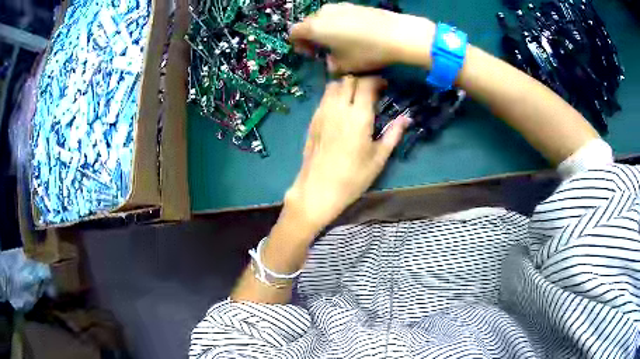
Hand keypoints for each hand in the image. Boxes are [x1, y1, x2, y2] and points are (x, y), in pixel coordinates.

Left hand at [284, 76, 409, 231]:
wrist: (318, 189)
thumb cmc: (353, 177)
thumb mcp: (378, 158)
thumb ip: (393, 134)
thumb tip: (407, 118)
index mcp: (359, 116)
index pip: (366, 84)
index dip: (376, 80)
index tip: (384, 86)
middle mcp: (339, 108)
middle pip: (349, 79)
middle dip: (362, 80)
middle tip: (371, 92)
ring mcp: (323, 112)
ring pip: (333, 85)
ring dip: (346, 85)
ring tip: (355, 97)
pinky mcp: (313, 120)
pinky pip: (323, 97)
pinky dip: (334, 94)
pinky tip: (340, 108)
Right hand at [290, 3, 434, 72]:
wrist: (397, 34)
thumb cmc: (366, 52)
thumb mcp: (345, 66)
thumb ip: (331, 65)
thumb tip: (331, 62)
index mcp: (314, 28)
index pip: (294, 33)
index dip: (298, 45)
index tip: (311, 54)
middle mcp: (322, 13)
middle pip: (308, 23)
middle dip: (311, 36)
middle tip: (323, 49)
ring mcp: (339, 6)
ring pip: (324, 17)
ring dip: (325, 29)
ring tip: (339, 41)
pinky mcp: (354, 5)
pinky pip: (338, 14)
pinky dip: (338, 23)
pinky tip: (353, 33)